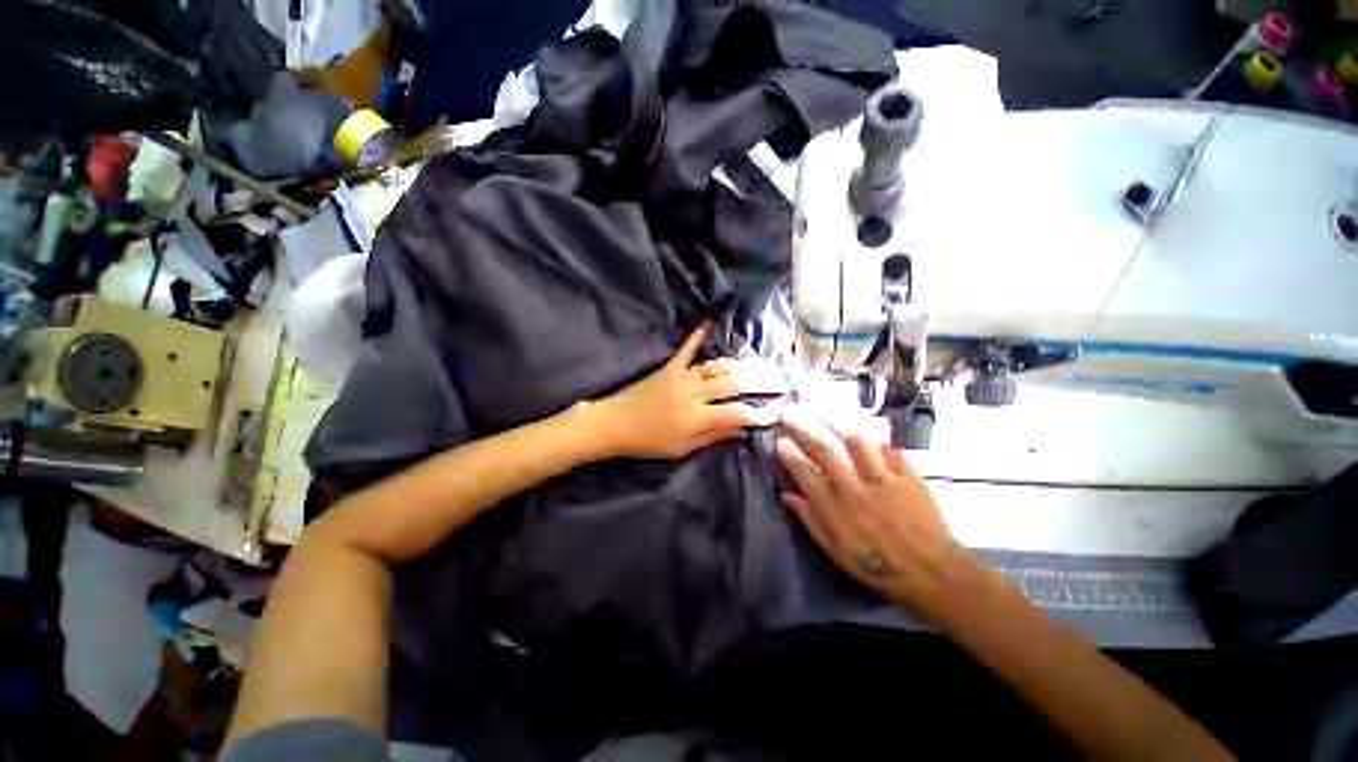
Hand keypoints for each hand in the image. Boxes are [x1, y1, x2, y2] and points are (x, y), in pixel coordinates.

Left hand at [592, 325, 784, 459]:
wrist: (614, 423)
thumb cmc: (649, 441)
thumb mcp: (683, 448)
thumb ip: (714, 437)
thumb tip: (742, 431)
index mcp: (696, 418)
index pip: (736, 414)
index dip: (758, 414)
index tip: (776, 412)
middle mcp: (693, 393)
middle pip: (733, 384)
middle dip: (759, 382)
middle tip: (778, 381)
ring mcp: (682, 376)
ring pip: (717, 366)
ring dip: (741, 364)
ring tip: (761, 363)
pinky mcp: (670, 367)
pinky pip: (687, 349)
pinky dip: (698, 336)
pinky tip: (710, 323)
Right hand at [775, 410, 977, 620]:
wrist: (934, 574)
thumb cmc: (879, 567)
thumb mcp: (836, 552)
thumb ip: (810, 520)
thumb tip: (786, 496)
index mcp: (836, 510)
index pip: (806, 473)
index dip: (789, 455)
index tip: (779, 441)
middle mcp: (855, 489)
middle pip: (826, 450)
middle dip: (804, 429)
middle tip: (790, 415)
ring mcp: (883, 479)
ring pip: (856, 442)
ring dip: (837, 424)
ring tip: (823, 414)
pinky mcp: (907, 476)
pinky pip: (887, 447)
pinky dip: (873, 435)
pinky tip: (863, 428)